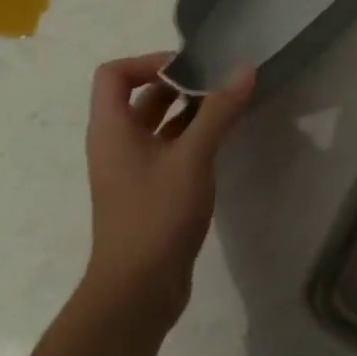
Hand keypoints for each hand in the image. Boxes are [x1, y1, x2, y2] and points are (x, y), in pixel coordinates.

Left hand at [82, 52, 256, 322]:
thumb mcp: (192, 157)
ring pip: (159, 123)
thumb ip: (218, 111)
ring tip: (230, 104)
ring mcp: (133, 169)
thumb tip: (244, 68)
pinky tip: (224, 138)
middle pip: (141, 95)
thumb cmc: (156, 216)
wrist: (136, 293)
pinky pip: (169, 148)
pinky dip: (193, 136)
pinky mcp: (150, 190)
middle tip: (220, 80)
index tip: (190, 68)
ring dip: (190, 109)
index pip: (114, 74)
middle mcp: (117, 144)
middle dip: (180, 82)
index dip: (149, 62)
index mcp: (112, 129)